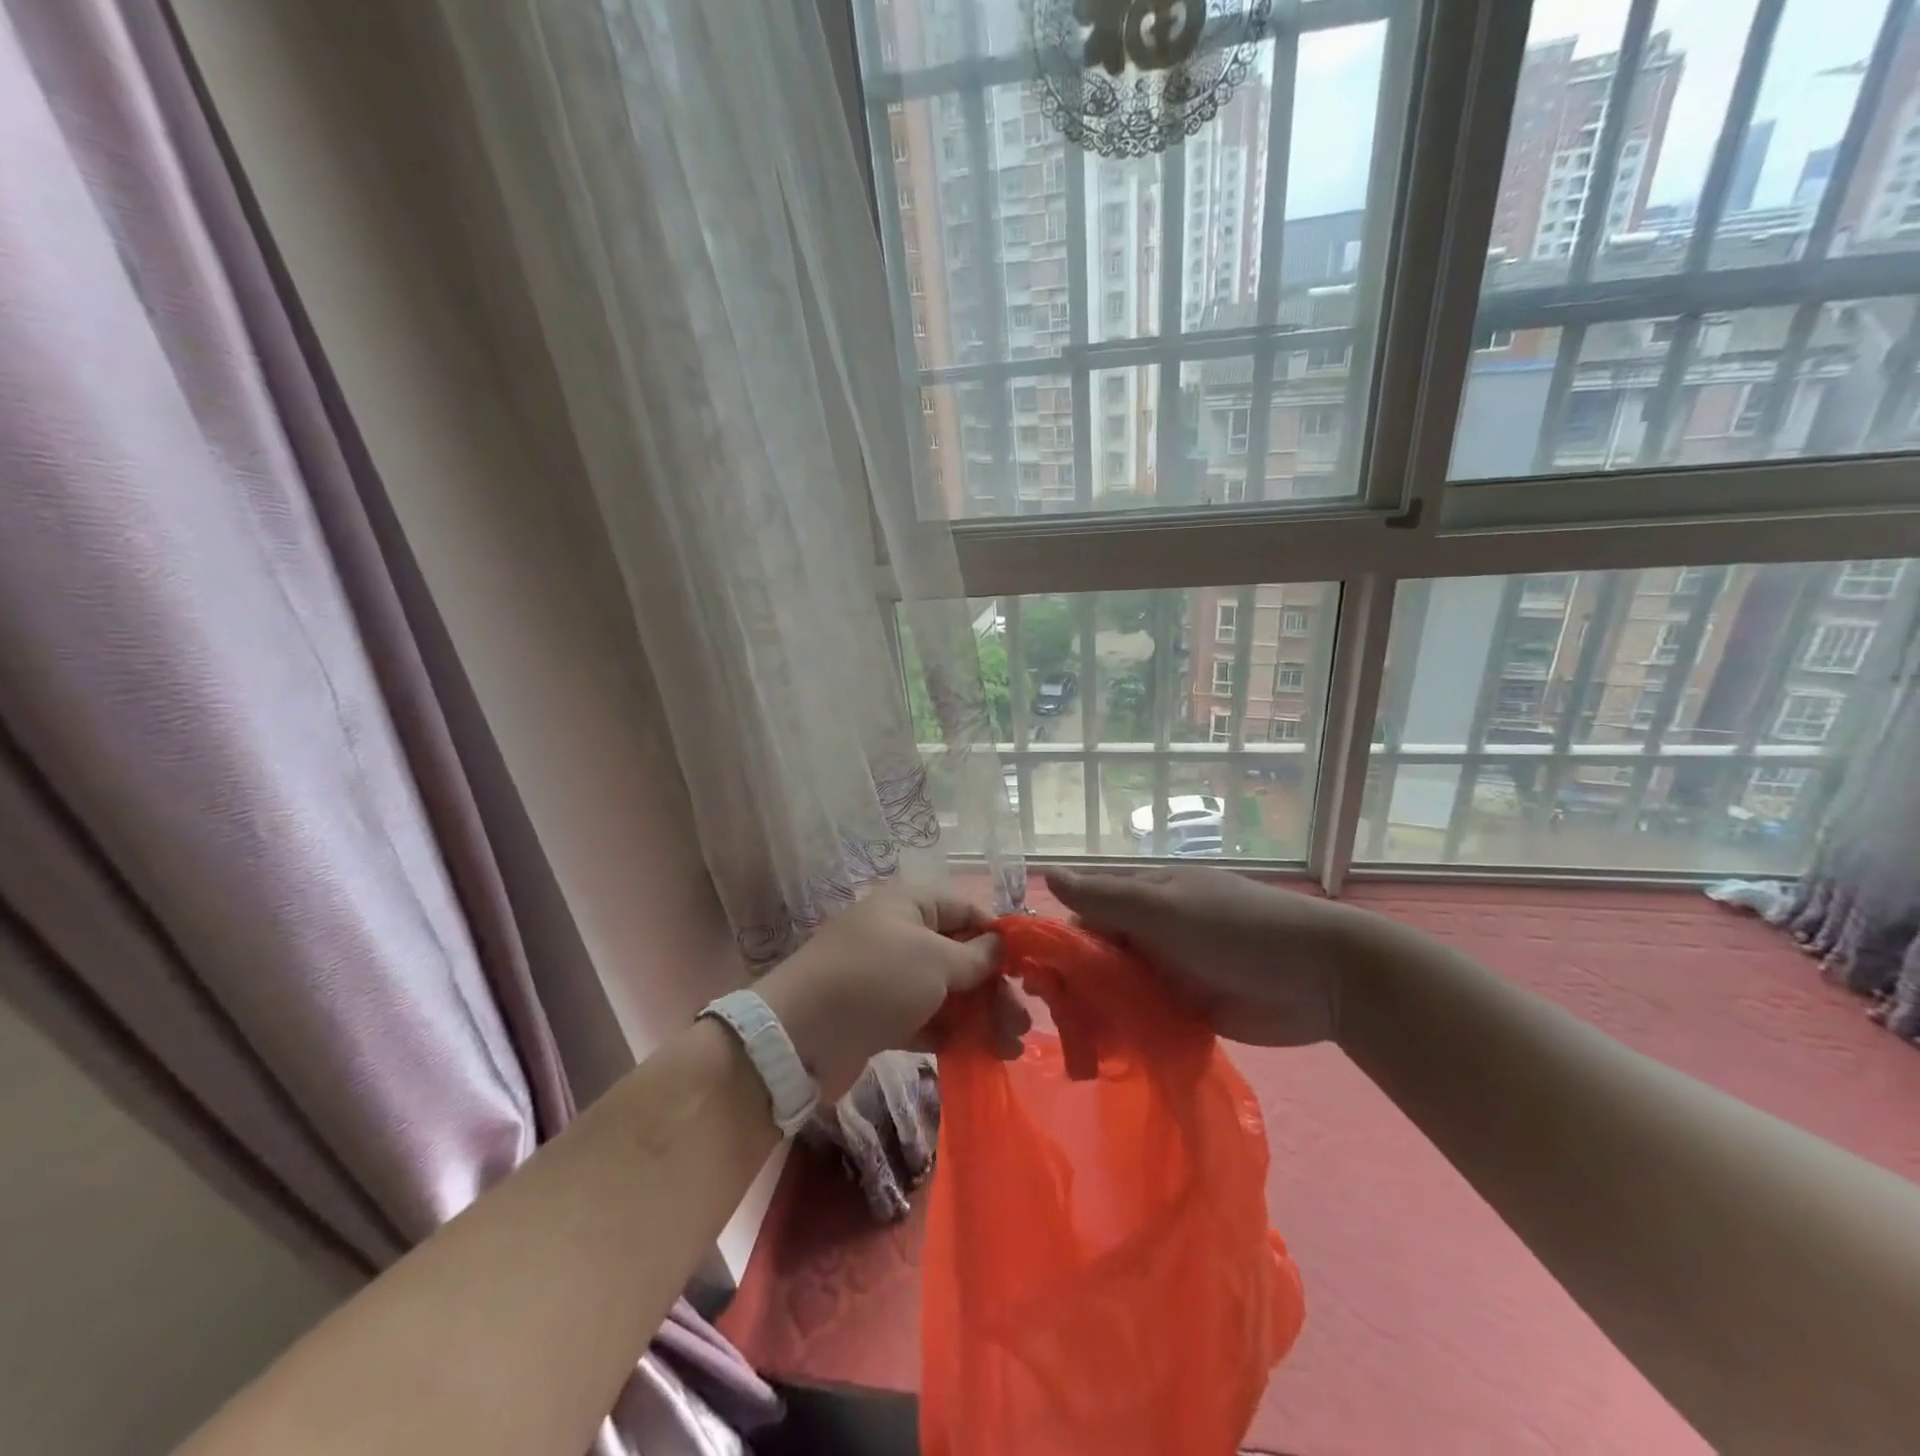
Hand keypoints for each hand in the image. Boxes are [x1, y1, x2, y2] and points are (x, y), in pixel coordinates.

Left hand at [755, 884, 1027, 1101]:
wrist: (799, 1035)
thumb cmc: (875, 980)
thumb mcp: (933, 960)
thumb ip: (973, 956)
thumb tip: (1000, 945)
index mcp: (909, 905)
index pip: (965, 910)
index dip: (997, 936)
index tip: (1027, 969)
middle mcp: (899, 935)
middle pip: (959, 955)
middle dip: (993, 987)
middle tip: (1022, 1023)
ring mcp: (888, 978)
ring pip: (945, 991)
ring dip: (979, 1016)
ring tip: (1010, 1048)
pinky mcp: (879, 1016)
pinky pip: (924, 1019)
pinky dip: (950, 1033)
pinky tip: (978, 1055)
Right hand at [1045, 865, 1380, 1047]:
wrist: (1321, 978)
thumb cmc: (1235, 928)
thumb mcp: (1164, 907)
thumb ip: (1105, 897)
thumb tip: (1046, 874)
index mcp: (1145, 896)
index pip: (1085, 913)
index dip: (1057, 940)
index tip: (1030, 973)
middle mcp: (1151, 931)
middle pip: (1097, 955)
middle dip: (1072, 982)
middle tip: (1047, 1016)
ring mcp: (1170, 971)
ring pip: (1116, 990)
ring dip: (1095, 1011)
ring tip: (1072, 1043)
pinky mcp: (1188, 1009)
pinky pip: (1143, 1018)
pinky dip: (1124, 1032)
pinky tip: (1103, 1055)